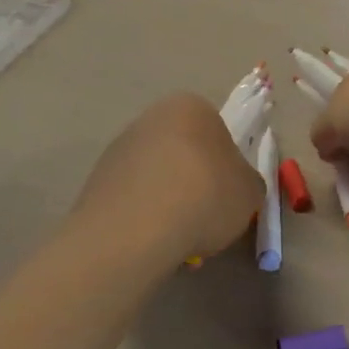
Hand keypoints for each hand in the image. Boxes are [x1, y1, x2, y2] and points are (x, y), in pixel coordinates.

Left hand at [73, 94, 264, 266]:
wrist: (137, 227)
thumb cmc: (205, 195)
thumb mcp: (250, 192)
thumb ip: (247, 183)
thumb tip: (235, 186)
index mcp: (191, 106)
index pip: (217, 132)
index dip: (226, 167)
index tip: (227, 196)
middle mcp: (151, 117)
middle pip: (183, 153)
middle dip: (194, 183)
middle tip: (205, 219)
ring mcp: (119, 147)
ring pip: (157, 177)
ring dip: (169, 201)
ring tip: (178, 239)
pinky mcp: (97, 178)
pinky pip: (133, 197)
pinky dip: (144, 215)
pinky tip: (151, 241)